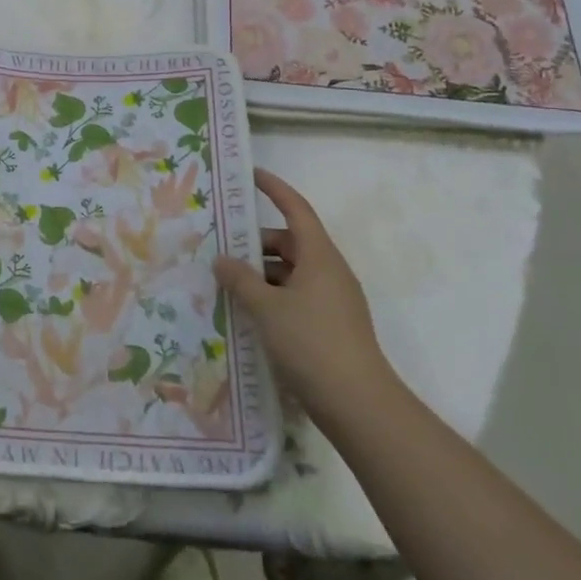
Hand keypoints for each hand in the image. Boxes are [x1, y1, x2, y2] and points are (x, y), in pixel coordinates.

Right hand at [215, 167, 395, 417]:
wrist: (359, 405)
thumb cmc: (312, 343)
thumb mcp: (266, 308)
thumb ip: (240, 280)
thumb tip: (221, 259)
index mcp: (319, 256)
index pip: (296, 208)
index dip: (274, 188)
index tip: (250, 174)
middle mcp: (329, 271)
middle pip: (291, 242)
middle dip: (257, 243)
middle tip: (221, 248)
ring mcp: (333, 300)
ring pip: (292, 272)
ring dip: (262, 274)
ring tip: (228, 285)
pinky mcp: (331, 325)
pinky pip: (296, 296)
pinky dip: (273, 297)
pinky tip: (248, 314)